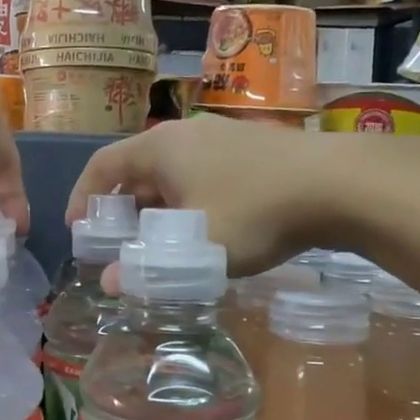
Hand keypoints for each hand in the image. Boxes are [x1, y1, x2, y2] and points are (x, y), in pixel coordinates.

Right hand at [66, 120, 419, 279]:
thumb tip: (110, 284)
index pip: (103, 165)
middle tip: (118, 246)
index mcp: (160, 147)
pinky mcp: (251, 150)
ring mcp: (221, 138)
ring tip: (158, 245)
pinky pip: (201, 175)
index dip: (83, 198)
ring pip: (172, 173)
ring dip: (156, 208)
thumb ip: (148, 269)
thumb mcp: (196, 249)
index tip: (79, 231)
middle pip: (136, 168)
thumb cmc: (255, 211)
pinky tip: (203, 232)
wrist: (341, 184)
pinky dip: (187, 202)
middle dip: (122, 209)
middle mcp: (185, 134)